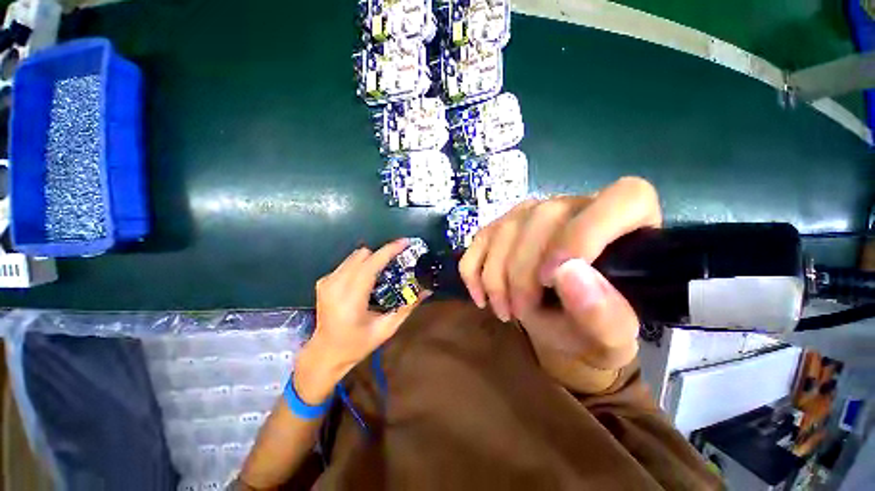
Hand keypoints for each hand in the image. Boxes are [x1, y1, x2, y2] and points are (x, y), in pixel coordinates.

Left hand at [294, 239, 423, 403]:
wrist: (325, 353)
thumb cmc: (357, 345)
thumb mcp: (386, 329)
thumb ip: (407, 307)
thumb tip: (427, 290)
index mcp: (350, 299)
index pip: (371, 265)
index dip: (389, 251)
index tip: (405, 243)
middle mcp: (335, 285)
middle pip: (362, 254)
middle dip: (382, 254)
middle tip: (398, 261)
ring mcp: (326, 282)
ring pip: (355, 256)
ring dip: (372, 259)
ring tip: (384, 271)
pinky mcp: (323, 281)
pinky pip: (348, 263)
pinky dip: (361, 265)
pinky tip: (367, 279)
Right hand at [459, 177, 661, 369]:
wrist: (562, 326)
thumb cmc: (594, 330)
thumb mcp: (610, 339)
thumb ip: (604, 315)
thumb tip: (568, 274)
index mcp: (629, 223)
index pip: (622, 200)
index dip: (584, 235)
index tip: (553, 279)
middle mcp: (576, 205)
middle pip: (542, 217)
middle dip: (523, 273)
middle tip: (521, 312)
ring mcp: (533, 211)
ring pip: (505, 229)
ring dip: (496, 277)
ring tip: (505, 310)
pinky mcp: (503, 224)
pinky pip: (480, 239)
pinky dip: (474, 271)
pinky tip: (482, 295)